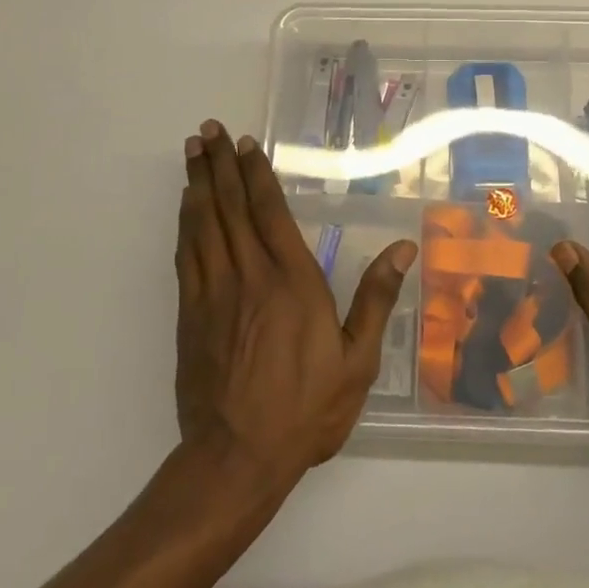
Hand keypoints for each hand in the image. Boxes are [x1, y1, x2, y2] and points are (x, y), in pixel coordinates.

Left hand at [175, 121, 415, 486]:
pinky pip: (186, 255)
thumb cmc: (306, 408)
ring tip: (193, 151)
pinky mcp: (191, 314)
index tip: (246, 145)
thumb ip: (376, 299)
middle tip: (208, 130)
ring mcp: (214, 293)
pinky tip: (185, 207)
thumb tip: (403, 248)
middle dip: (219, 165)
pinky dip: (185, 223)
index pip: (270, 212)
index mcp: (292, 281)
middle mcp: (249, 275)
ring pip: (203, 224)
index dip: (256, 175)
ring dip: (198, 184)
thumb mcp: (357, 360)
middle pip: (230, 207)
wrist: (237, 457)